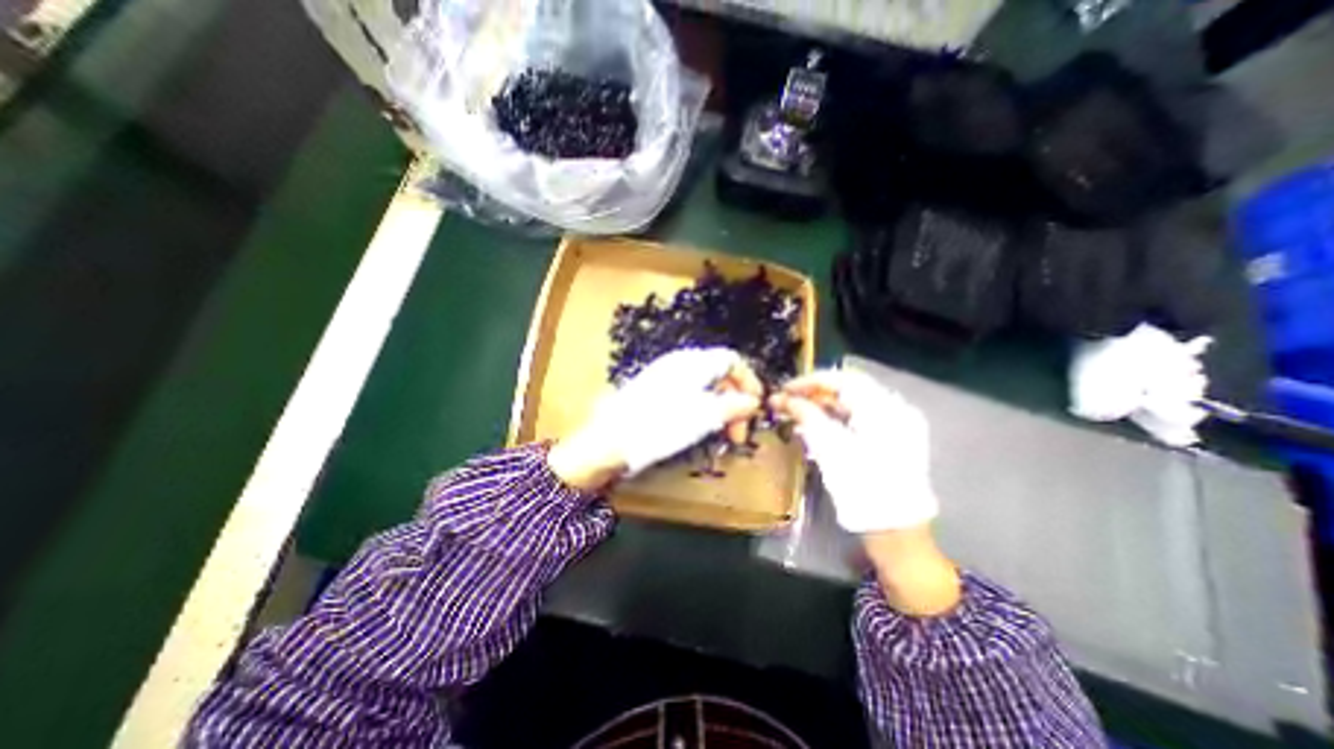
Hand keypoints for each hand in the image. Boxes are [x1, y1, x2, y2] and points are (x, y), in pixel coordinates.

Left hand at [551, 344, 760, 490]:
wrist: (610, 440)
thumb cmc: (660, 425)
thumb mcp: (703, 416)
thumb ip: (732, 406)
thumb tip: (753, 401)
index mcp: (694, 362)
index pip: (732, 360)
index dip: (749, 381)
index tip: (756, 406)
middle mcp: (681, 364)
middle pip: (720, 375)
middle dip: (735, 401)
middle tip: (739, 432)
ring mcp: (666, 378)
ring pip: (705, 388)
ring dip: (720, 410)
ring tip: (723, 435)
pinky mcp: (656, 394)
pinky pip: (689, 396)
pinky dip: (703, 411)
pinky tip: (701, 430)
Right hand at [766, 370, 953, 615]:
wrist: (895, 531)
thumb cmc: (861, 486)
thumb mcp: (828, 447)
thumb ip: (805, 415)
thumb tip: (781, 398)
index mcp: (884, 408)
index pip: (842, 379)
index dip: (810, 381)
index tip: (785, 390)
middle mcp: (897, 409)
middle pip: (849, 389)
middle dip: (815, 394)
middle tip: (789, 402)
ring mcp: (899, 425)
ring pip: (854, 403)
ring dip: (824, 406)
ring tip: (798, 414)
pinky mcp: (895, 440)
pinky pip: (862, 419)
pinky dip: (838, 419)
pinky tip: (818, 426)